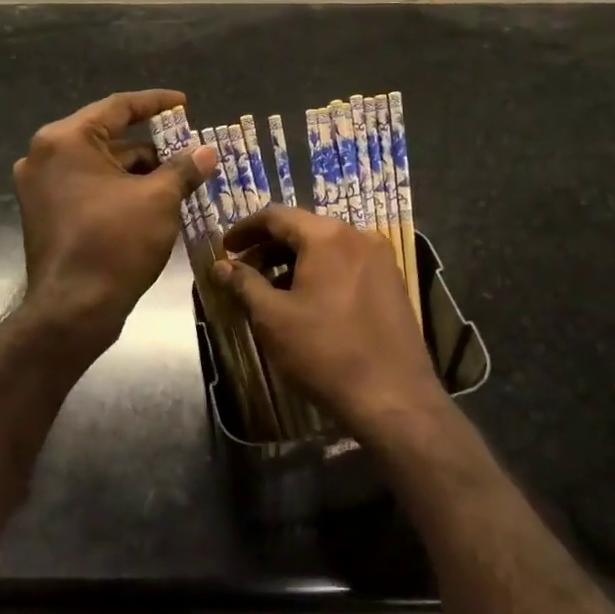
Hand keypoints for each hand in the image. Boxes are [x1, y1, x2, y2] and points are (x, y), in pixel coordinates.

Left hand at [14, 90, 216, 338]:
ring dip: (139, 170)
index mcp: (66, 140)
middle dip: (152, 145)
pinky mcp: (46, 213)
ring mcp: (41, 187)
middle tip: (188, 149)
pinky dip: (120, 189)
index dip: (156, 103)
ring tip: (180, 179)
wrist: (72, 311)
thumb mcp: (159, 199)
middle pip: (108, 137)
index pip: (118, 107)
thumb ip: (183, 168)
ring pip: (101, 165)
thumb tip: (206, 152)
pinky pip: (90, 187)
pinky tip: (154, 200)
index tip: (184, 103)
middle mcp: (45, 156)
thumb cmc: (115, 243)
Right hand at [212, 206, 446, 442]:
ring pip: (327, 247)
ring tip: (270, 289)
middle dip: (269, 247)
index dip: (246, 229)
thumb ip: (244, 284)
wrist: (394, 397)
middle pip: (304, 229)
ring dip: (294, 261)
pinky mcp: (393, 283)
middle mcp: (358, 235)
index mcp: (327, 236)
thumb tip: (220, 266)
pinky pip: (348, 264)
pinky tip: (306, 301)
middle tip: (243, 271)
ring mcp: (380, 259)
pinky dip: (321, 272)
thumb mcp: (273, 318)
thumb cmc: (325, 352)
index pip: (276, 216)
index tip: (225, 248)